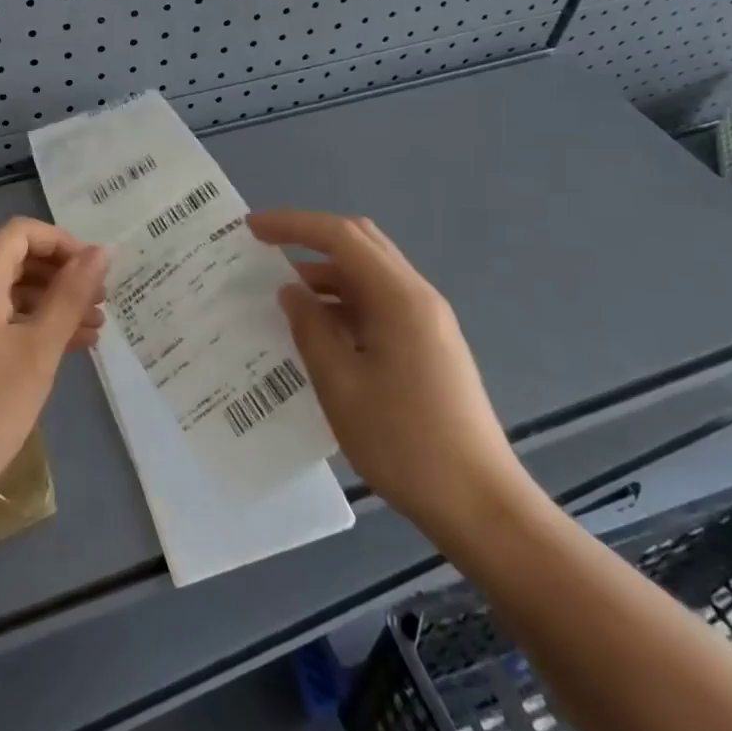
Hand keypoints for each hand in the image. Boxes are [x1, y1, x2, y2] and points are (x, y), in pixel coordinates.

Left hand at [0, 218, 106, 535]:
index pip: (21, 233)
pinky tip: (60, 350)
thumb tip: (101, 251)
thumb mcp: (37, 350)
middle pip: (15, 261)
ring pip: (7, 293)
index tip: (97, 273)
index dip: (63, 243)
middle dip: (61, 276)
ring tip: (92, 331)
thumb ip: (70, 295)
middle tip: (101, 303)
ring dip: (50, 304)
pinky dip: (27, 326)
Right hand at [248, 210, 537, 547]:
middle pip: (360, 244)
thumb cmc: (404, 443)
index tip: (251, 229)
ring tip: (281, 295)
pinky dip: (343, 302)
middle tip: (265, 249)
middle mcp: (417, 297)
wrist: (480, 506)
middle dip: (310, 239)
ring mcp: (427, 321)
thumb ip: (311, 329)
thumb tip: (290, 291)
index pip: (341, 236)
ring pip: (369, 275)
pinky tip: (316, 330)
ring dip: (326, 274)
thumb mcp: (341, 385)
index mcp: (399, 298)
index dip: (293, 225)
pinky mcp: (428, 345)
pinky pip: (378, 304)